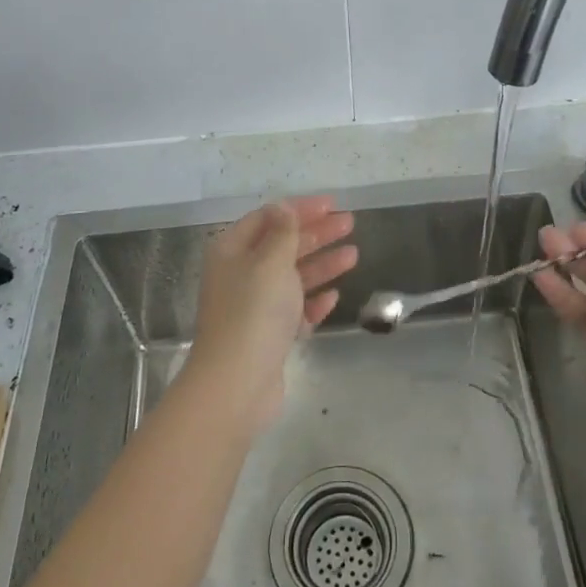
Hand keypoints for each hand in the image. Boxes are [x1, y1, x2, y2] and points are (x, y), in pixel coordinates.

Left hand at [184, 196, 356, 427]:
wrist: (237, 383)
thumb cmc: (254, 312)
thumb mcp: (271, 262)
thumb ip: (283, 233)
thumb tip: (284, 208)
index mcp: (232, 251)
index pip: (268, 218)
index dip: (299, 208)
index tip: (332, 203)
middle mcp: (240, 275)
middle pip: (282, 245)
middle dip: (316, 233)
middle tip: (349, 223)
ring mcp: (254, 307)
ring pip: (292, 277)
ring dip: (322, 264)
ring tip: (354, 255)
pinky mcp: (268, 335)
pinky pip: (295, 310)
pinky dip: (313, 301)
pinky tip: (333, 296)